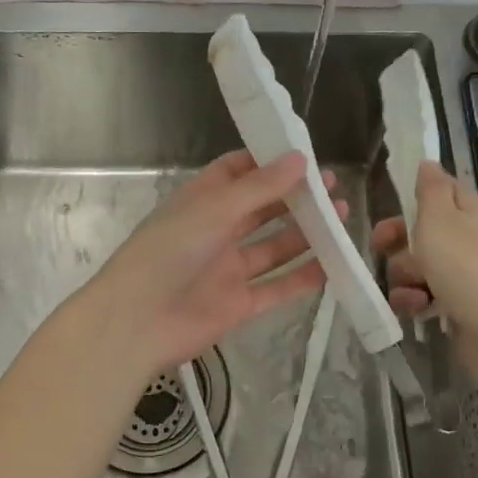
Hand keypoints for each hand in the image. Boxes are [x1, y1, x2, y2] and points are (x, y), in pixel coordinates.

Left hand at [84, 150, 337, 380]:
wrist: (137, 322)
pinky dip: (303, 277)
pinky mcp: (238, 303)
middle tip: (333, 187)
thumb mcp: (214, 210)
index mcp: (201, 201)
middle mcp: (216, 231)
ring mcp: (228, 269)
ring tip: (341, 217)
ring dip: (305, 233)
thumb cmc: (169, 252)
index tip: (303, 155)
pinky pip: (277, 286)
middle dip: (295, 197)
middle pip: (261, 209)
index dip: (268, 162)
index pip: (236, 172)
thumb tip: (299, 158)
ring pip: (274, 247)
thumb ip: (260, 187)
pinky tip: (333, 263)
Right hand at [372, 161, 477, 389]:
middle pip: (422, 231)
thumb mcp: (439, 216)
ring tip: (411, 289)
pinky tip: (417, 308)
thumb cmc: (463, 265)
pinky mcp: (459, 304)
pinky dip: (416, 300)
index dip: (414, 197)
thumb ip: (430, 188)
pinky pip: (425, 294)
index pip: (441, 190)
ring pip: (418, 265)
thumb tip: (429, 163)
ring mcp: (466, 273)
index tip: (390, 206)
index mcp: (470, 211)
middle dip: (398, 242)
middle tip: (380, 248)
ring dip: (404, 277)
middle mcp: (470, 238)